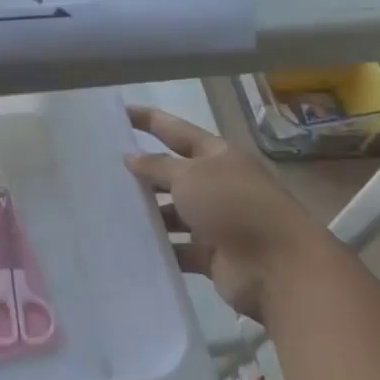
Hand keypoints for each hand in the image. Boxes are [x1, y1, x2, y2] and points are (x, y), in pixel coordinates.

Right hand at [124, 105, 328, 318]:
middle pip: (172, 173)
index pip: (176, 130)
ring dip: (146, 213)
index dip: (149, 120)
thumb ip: (158, 166)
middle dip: (142, 172)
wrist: (278, 267)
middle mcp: (217, 185)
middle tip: (102, 169)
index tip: (120, 113)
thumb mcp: (191, 176)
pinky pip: (176, 248)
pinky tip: (127, 245)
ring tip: (106, 210)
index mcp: (218, 156)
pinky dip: (157, 247)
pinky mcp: (210, 255)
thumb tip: (131, 157)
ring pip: (171, 213)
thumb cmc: (234, 206)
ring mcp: (215, 221)